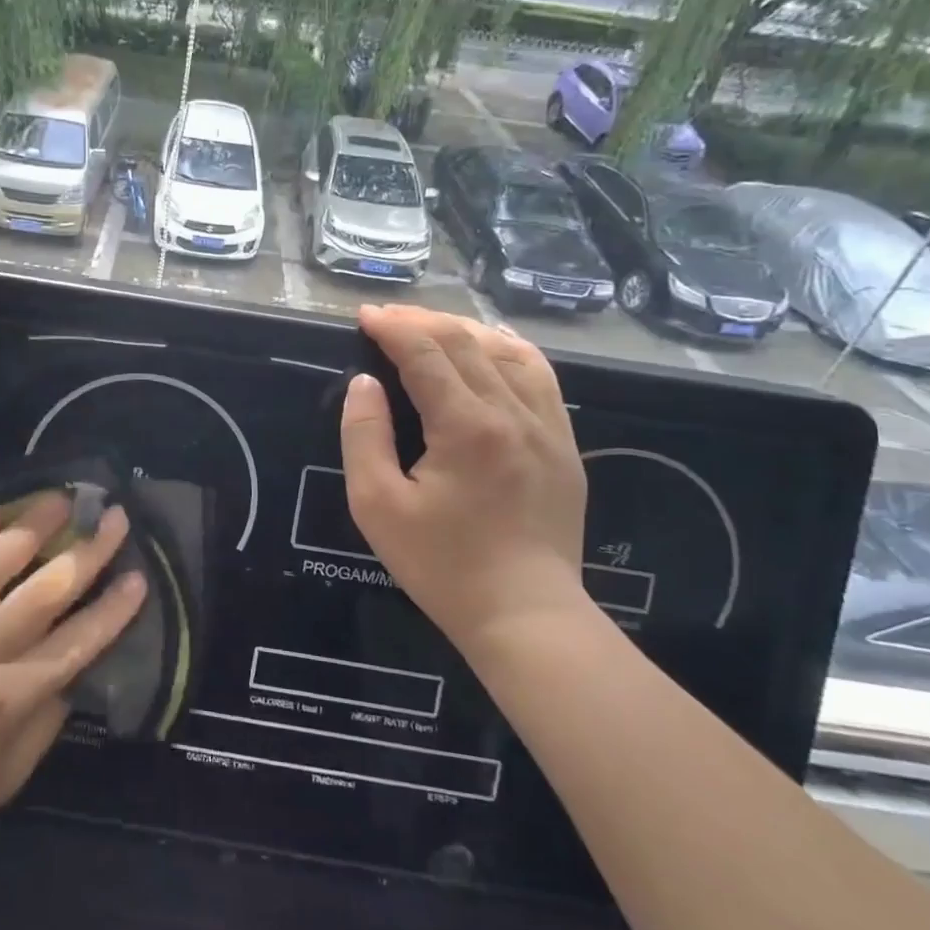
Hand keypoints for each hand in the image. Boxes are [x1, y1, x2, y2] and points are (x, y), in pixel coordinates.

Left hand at [0, 493, 144, 875]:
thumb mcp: (8, 776)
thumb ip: (48, 716)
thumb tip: (76, 663)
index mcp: (7, 700)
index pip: (75, 644)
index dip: (113, 610)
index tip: (140, 576)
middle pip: (43, 593)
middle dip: (87, 552)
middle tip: (114, 517)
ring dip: (32, 526)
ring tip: (61, 498)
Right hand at [340, 303, 588, 649]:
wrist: (524, 613)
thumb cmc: (441, 564)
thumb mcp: (377, 506)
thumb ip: (364, 436)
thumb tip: (366, 383)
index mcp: (466, 427)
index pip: (426, 352)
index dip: (392, 327)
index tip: (364, 316)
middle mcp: (513, 412)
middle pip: (465, 342)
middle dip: (420, 320)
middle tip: (386, 318)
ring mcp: (548, 425)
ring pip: (506, 350)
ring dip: (463, 329)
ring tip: (429, 327)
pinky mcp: (564, 442)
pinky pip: (540, 375)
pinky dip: (508, 349)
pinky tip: (490, 346)